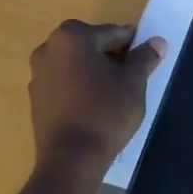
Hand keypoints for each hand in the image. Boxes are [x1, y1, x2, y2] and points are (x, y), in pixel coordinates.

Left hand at [27, 20, 166, 177]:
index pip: (112, 33)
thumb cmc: (105, 112)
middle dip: (111, 57)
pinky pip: (64, 83)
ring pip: (76, 64)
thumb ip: (145, 57)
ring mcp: (37, 74)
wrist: (70, 160)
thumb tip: (157, 42)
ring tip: (115, 94)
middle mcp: (48, 48)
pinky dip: (79, 88)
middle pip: (91, 45)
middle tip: (132, 78)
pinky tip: (94, 107)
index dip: (132, 46)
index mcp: (72, 37)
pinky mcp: (35, 99)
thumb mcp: (134, 82)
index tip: (145, 60)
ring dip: (95, 72)